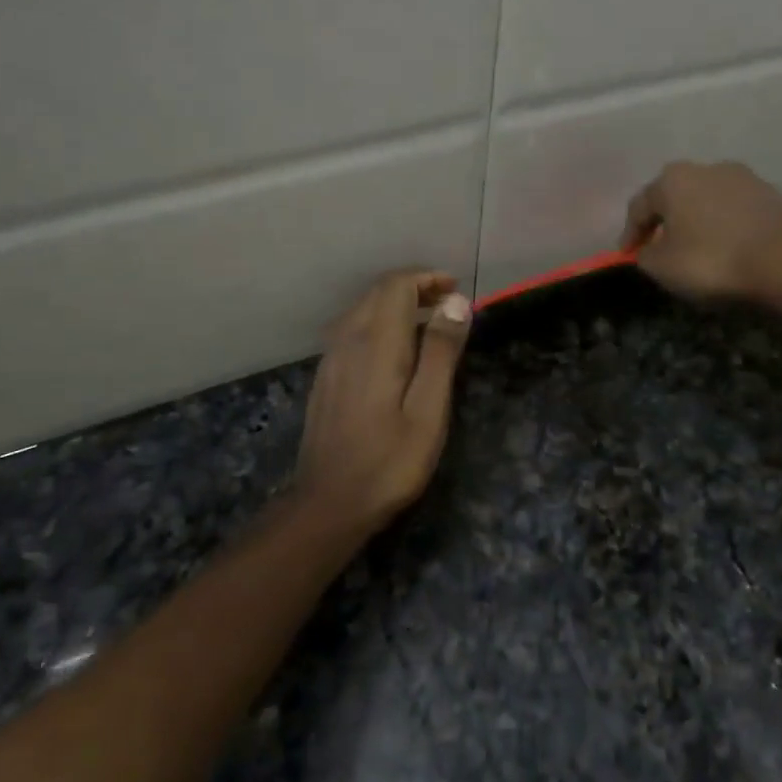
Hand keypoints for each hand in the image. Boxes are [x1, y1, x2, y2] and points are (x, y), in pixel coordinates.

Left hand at [292, 269, 472, 533]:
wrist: (329, 502)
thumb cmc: (390, 461)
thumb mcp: (428, 410)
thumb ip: (441, 352)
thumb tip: (456, 302)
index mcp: (376, 343)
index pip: (396, 286)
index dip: (426, 278)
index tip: (455, 290)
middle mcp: (348, 340)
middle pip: (377, 292)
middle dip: (413, 287)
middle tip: (448, 303)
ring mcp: (331, 359)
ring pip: (362, 310)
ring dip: (395, 304)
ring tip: (428, 322)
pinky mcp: (325, 377)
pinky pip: (352, 330)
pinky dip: (378, 323)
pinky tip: (396, 350)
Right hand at [621, 160, 781, 302]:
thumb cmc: (713, 260)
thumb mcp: (662, 267)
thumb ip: (645, 256)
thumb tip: (649, 249)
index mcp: (673, 180)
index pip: (639, 206)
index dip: (629, 233)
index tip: (627, 256)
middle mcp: (706, 168)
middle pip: (675, 198)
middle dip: (665, 223)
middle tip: (659, 249)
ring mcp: (744, 178)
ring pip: (707, 202)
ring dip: (697, 224)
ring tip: (695, 252)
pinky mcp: (772, 195)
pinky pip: (735, 212)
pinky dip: (724, 228)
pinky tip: (727, 250)